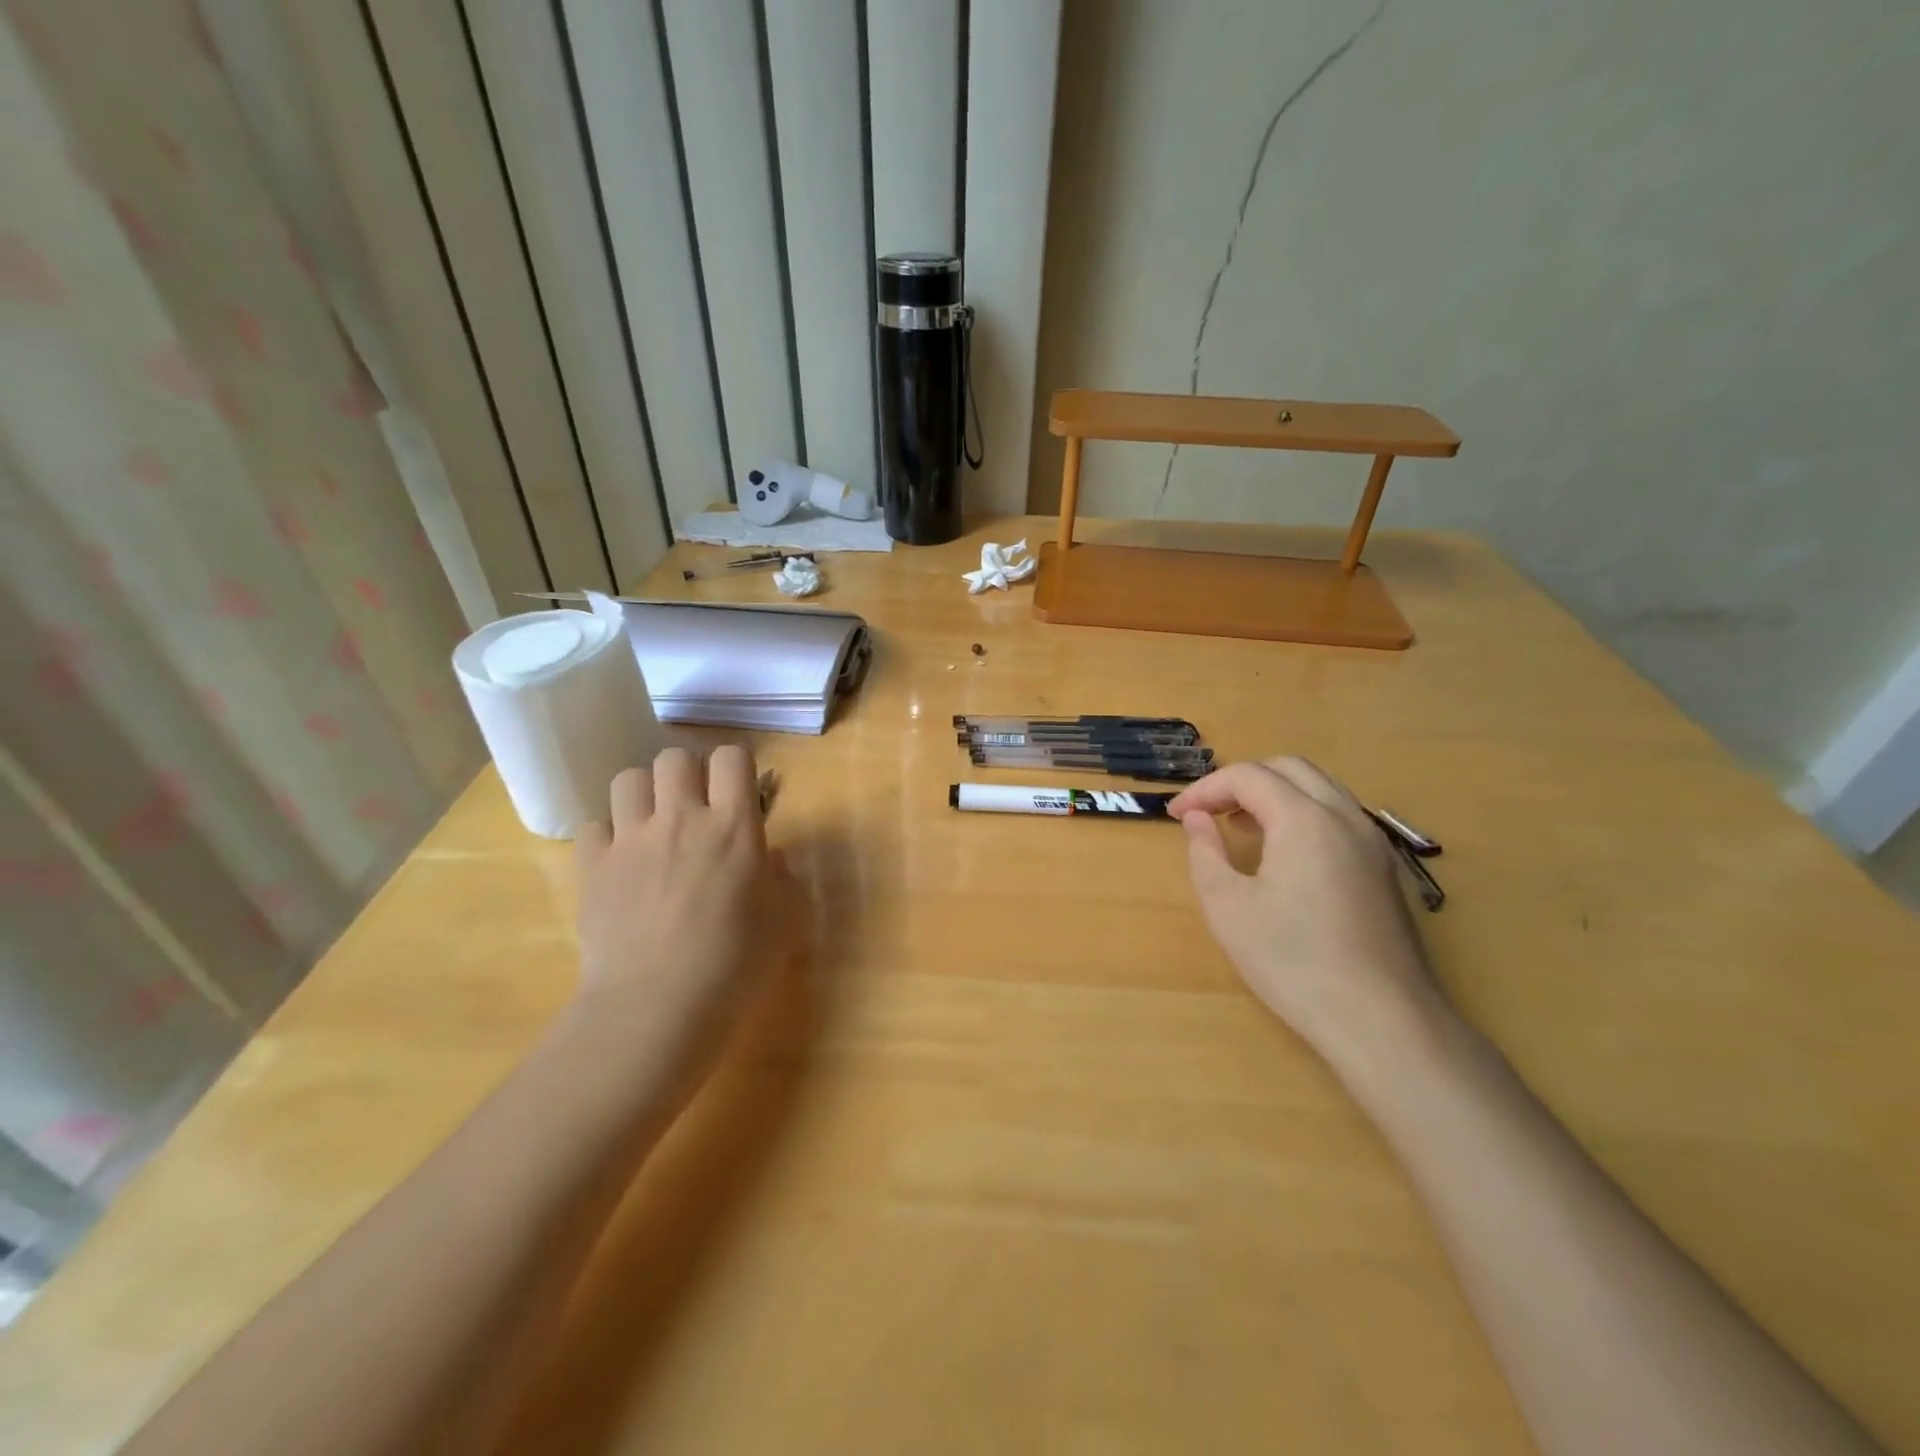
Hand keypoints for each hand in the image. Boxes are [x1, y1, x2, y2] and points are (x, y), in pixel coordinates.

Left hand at [571, 745, 801, 1095]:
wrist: (656, 1008)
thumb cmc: (735, 965)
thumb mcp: (785, 921)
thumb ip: (783, 878)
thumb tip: (768, 858)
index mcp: (733, 826)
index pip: (732, 757)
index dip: (737, 767)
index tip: (739, 792)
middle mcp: (680, 818)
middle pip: (675, 758)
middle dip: (688, 773)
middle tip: (696, 808)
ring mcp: (630, 840)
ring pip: (628, 779)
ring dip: (645, 795)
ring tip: (653, 825)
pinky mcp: (592, 867)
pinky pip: (593, 826)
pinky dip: (607, 837)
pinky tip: (620, 862)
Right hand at [1169, 758, 1444, 1065]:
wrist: (1382, 1020)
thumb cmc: (1294, 961)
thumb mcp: (1228, 907)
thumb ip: (1205, 852)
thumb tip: (1197, 819)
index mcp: (1305, 819)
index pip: (1247, 777)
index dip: (1205, 789)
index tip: (1175, 815)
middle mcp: (1344, 816)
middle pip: (1289, 769)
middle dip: (1241, 781)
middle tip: (1208, 812)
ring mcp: (1372, 842)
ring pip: (1319, 788)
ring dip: (1274, 794)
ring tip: (1241, 827)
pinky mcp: (1383, 869)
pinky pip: (1338, 816)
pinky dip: (1302, 814)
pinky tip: (1283, 854)